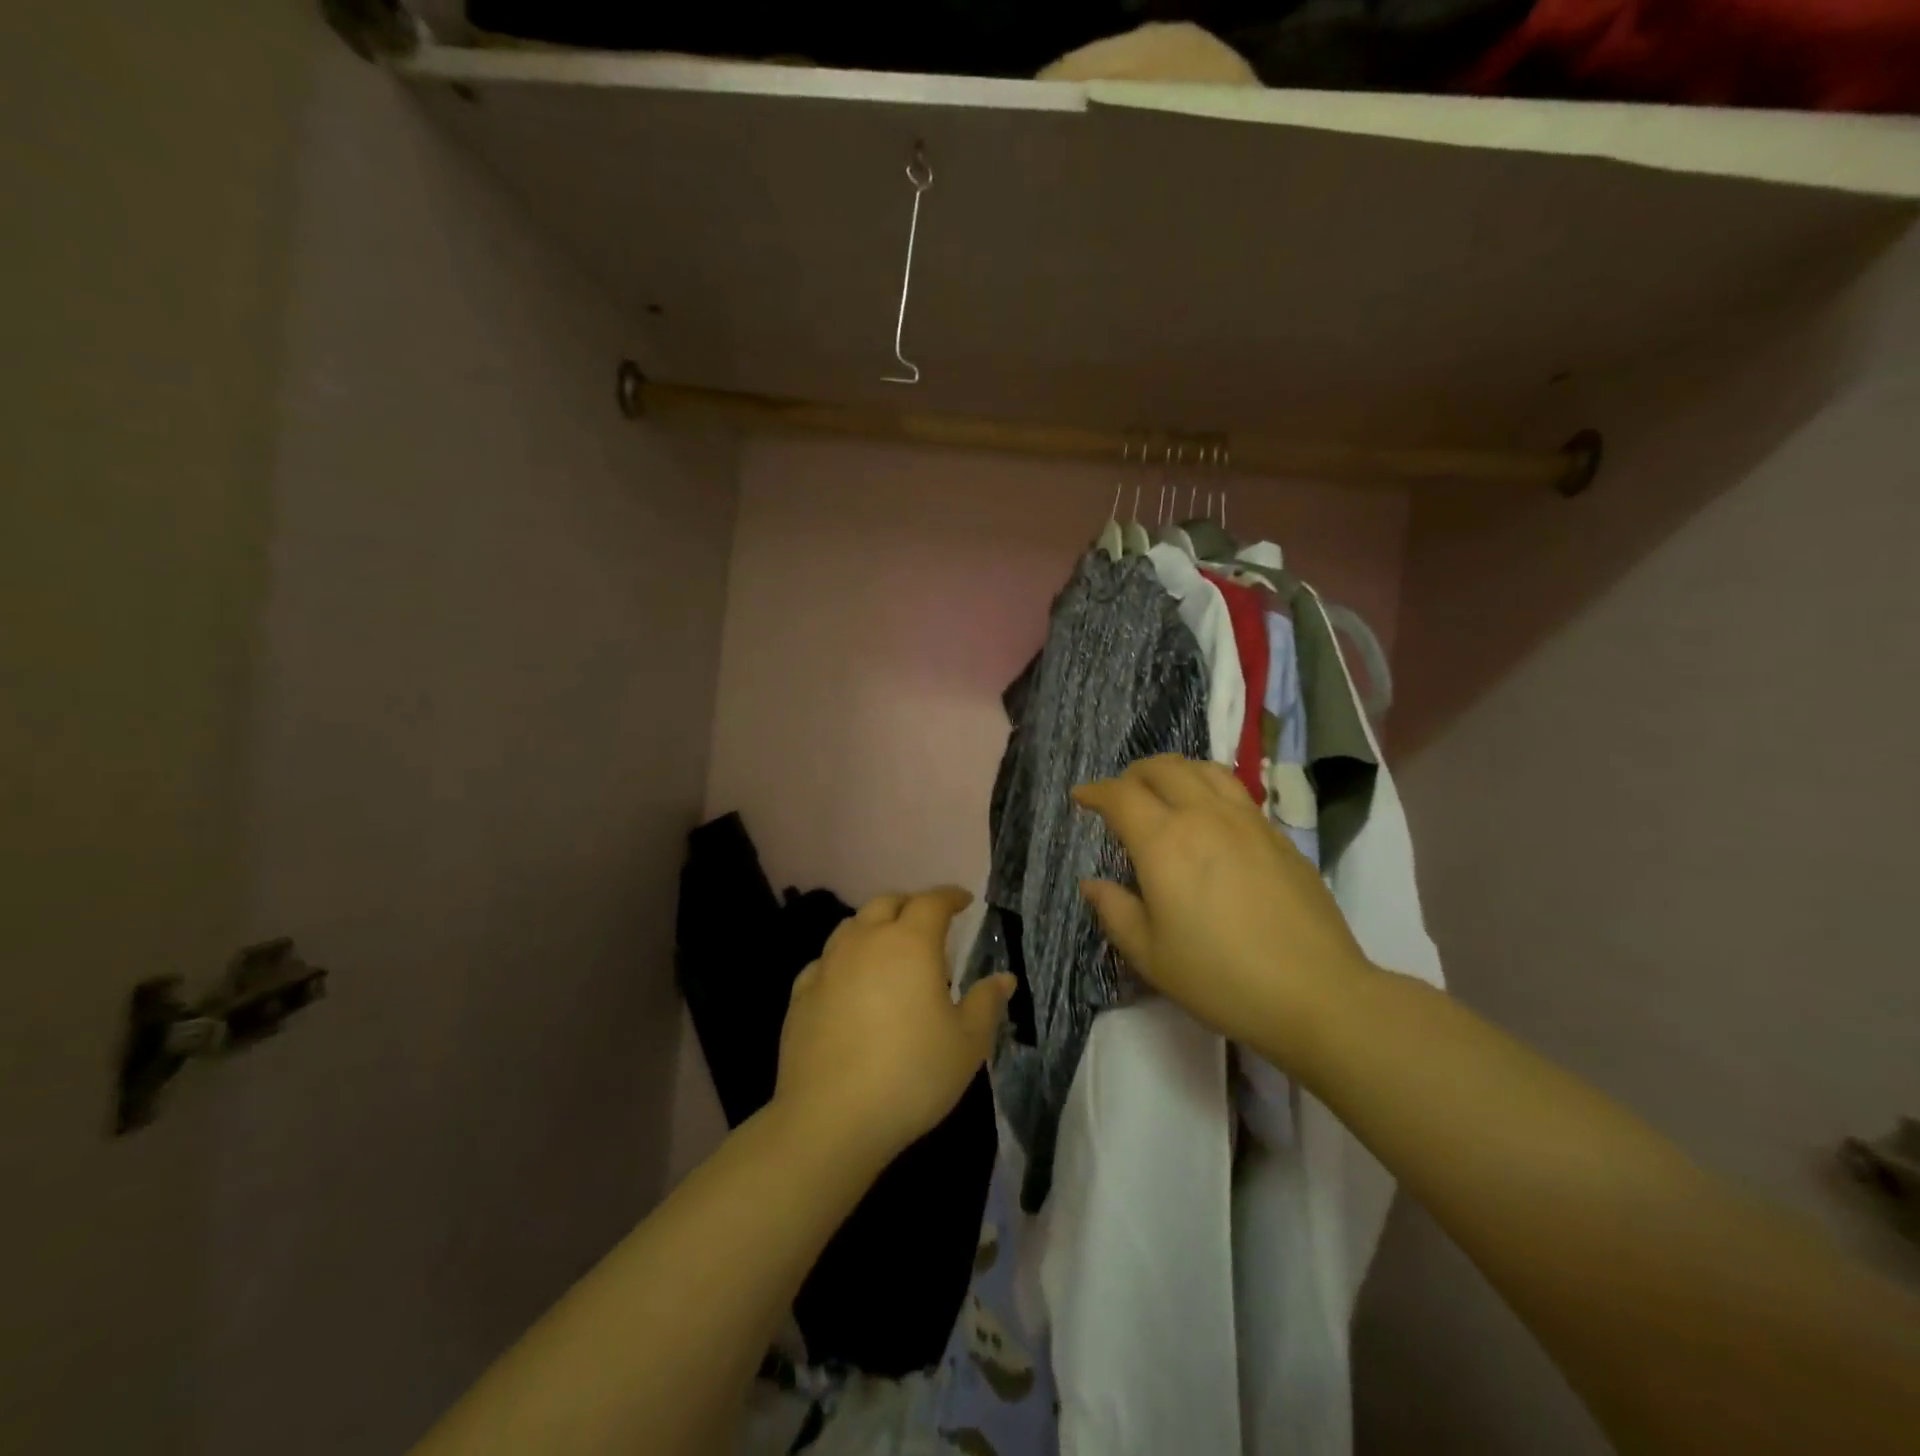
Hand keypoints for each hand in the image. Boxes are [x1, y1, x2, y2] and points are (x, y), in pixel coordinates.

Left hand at [773, 887, 1014, 1170]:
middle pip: (887, 903)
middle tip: (927, 920)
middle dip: (911, 904)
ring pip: (852, 926)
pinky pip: (826, 961)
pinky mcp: (801, 993)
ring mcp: (828, 965)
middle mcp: (866, 941)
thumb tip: (1004, 979)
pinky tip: (849, 982)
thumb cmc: (912, 1075)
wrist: (831, 1118)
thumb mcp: (967, 1043)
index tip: (964, 900)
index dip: (950, 896)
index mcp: (910, 943)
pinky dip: (844, 960)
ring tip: (888, 947)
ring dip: (874, 926)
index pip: (932, 902)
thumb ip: (985, 1004)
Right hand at [1073, 755, 1372, 1070]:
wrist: (1316, 993)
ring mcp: (1247, 821)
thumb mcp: (1150, 955)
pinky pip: (1235, 791)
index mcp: (1164, 842)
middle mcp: (1204, 816)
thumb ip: (1115, 911)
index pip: (1121, 796)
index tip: (1081, 798)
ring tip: (1164, 791)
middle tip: (1120, 794)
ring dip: (1174, 771)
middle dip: (1133, 774)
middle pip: (1163, 768)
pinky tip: (1210, 816)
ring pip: (1204, 769)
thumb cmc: (1220, 978)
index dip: (1095, 791)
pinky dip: (1208, 787)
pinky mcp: (1278, 835)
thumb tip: (1091, 883)